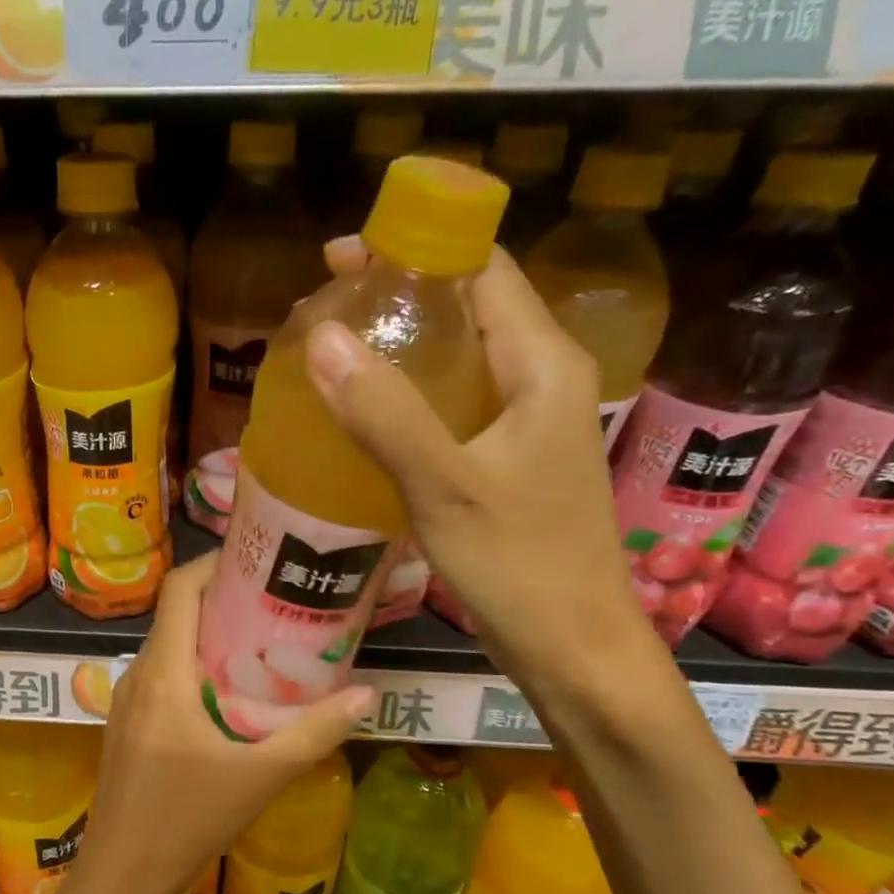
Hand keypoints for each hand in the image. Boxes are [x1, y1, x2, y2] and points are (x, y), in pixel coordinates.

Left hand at [67, 553, 372, 893]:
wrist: (121, 873)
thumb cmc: (187, 821)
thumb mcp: (260, 777)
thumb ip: (313, 733)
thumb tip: (366, 694)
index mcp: (163, 674)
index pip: (178, 591)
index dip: (212, 565)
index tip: (256, 561)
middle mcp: (138, 675)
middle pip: (176, 615)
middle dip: (222, 600)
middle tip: (275, 602)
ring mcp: (126, 700)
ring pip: (168, 647)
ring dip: (208, 637)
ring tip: (261, 643)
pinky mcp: (126, 723)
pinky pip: (161, 676)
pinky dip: (193, 667)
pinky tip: (228, 692)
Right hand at [307, 238, 645, 679]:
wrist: (572, 645)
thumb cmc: (518, 564)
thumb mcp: (444, 486)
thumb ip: (385, 413)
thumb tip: (322, 338)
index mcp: (542, 365)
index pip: (482, 270)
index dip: (417, 247)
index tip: (341, 257)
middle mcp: (541, 380)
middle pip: (469, 307)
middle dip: (399, 295)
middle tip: (324, 308)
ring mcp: (527, 422)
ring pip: (460, 358)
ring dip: (401, 346)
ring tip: (333, 351)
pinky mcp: (509, 459)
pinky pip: (455, 404)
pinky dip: (410, 394)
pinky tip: (367, 414)